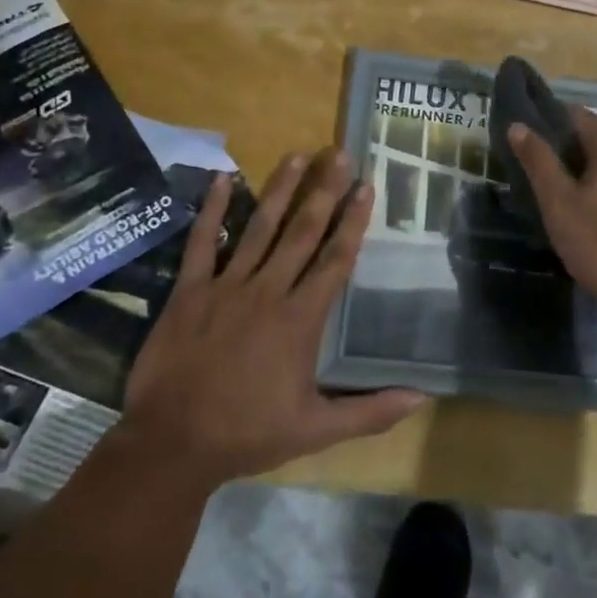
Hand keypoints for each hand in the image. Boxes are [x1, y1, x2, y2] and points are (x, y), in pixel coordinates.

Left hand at [121, 149, 425, 484]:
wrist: (173, 444)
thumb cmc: (248, 433)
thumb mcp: (317, 430)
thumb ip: (371, 412)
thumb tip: (423, 397)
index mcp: (301, 319)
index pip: (336, 259)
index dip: (354, 221)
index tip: (367, 187)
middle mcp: (269, 291)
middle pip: (303, 232)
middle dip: (324, 191)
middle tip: (339, 154)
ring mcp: (227, 286)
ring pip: (260, 227)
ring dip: (281, 189)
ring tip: (298, 154)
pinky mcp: (190, 290)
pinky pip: (203, 242)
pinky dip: (213, 209)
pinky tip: (224, 178)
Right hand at [508, 107, 596, 318]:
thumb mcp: (561, 206)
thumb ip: (539, 162)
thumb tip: (518, 125)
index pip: (572, 114)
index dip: (543, 125)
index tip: (522, 147)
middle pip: (596, 138)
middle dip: (566, 154)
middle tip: (538, 182)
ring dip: (590, 176)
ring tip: (565, 204)